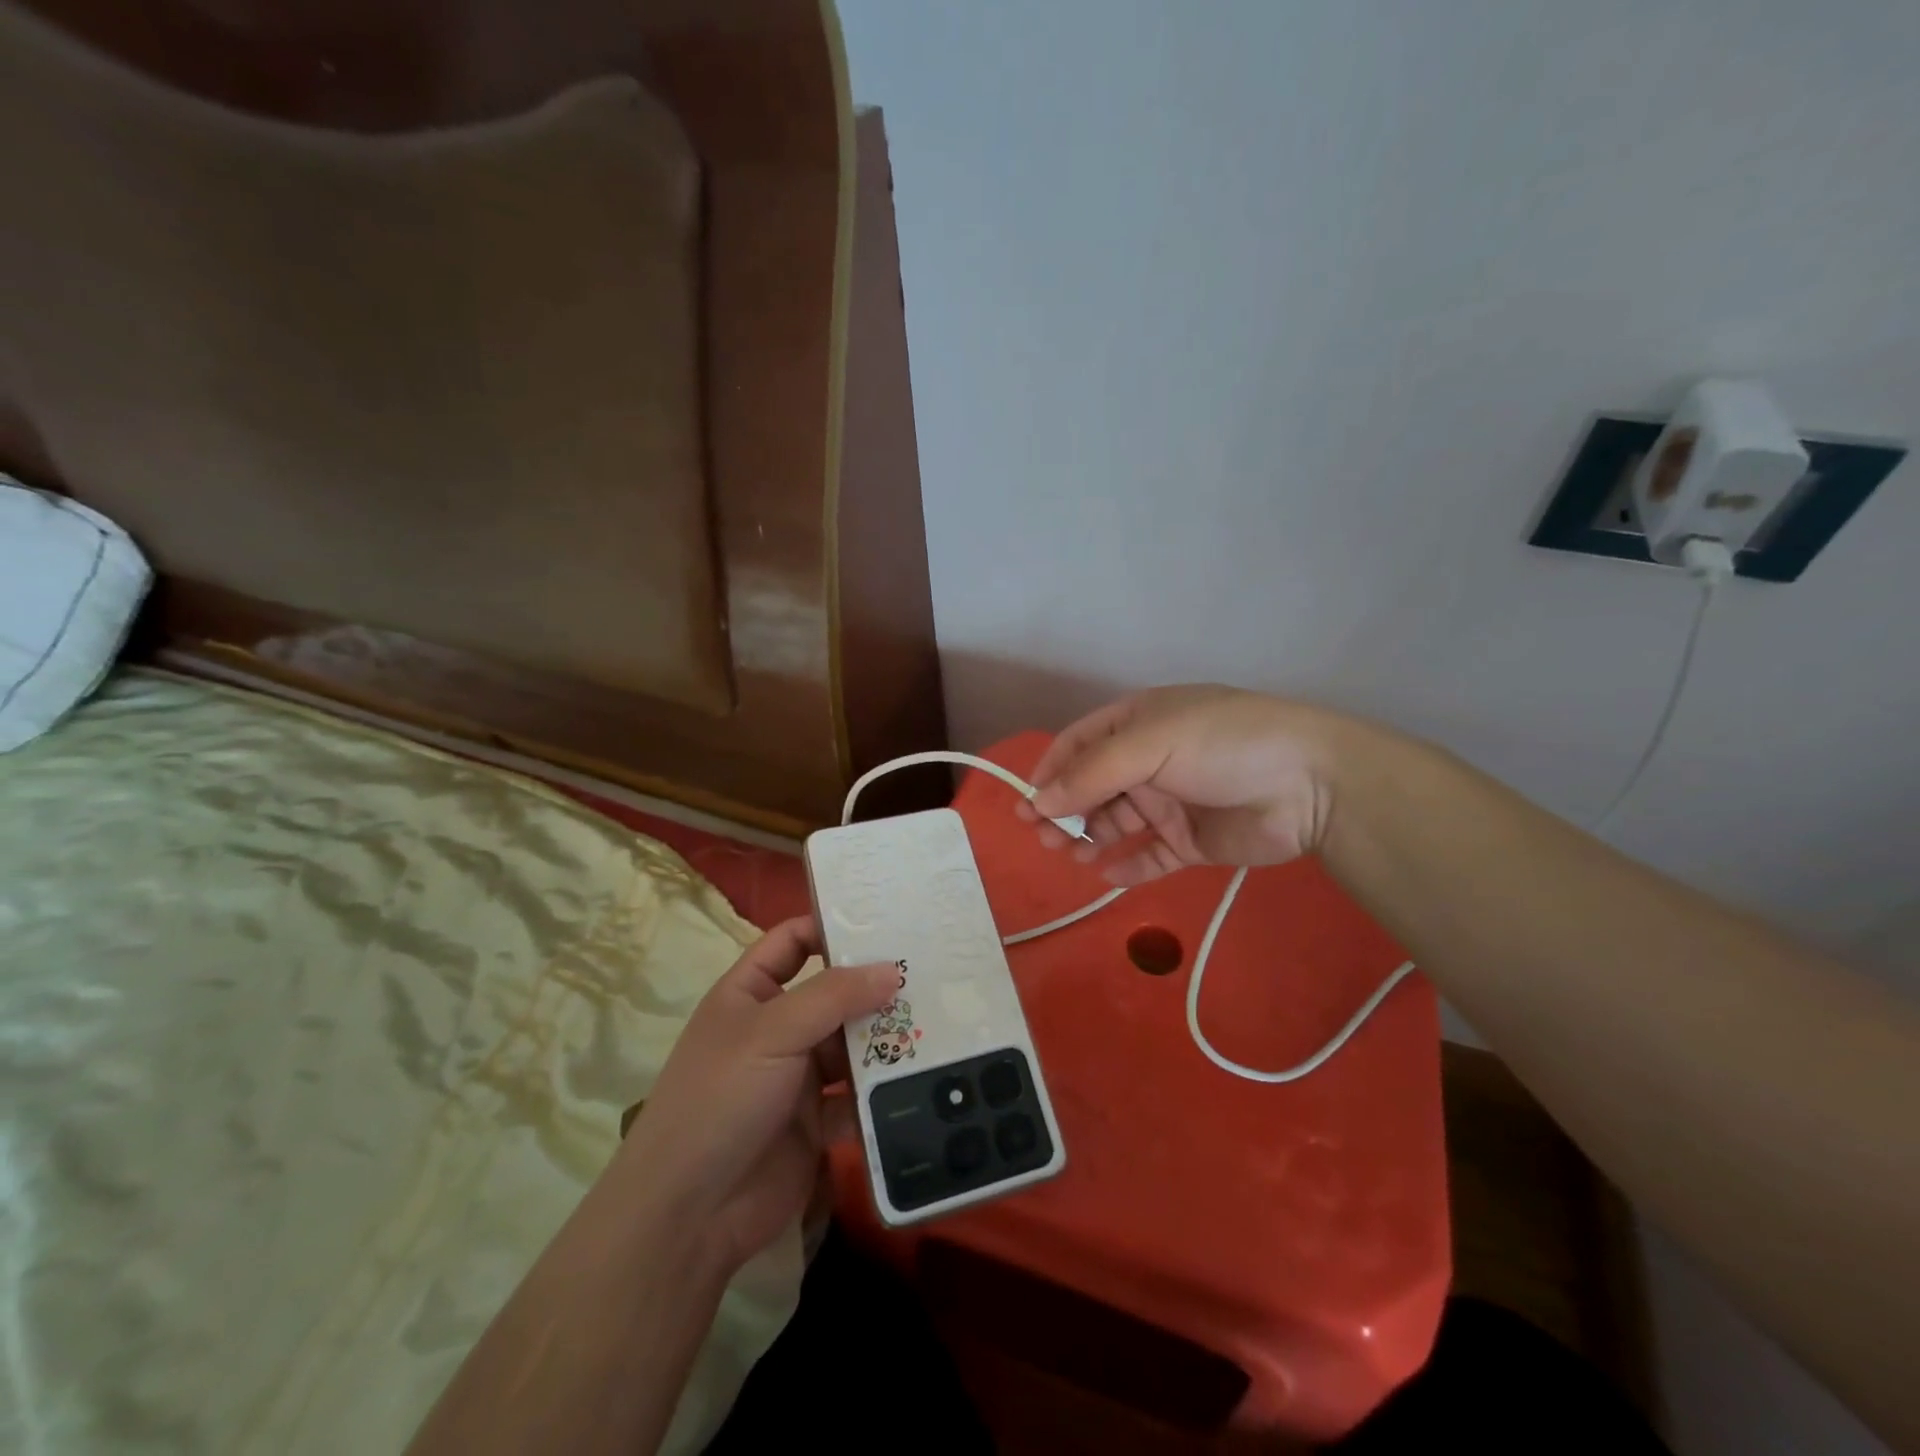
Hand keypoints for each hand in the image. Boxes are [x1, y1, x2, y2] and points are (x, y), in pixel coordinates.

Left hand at [619, 918, 898, 1273]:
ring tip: (942, 1022)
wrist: (688, 1216)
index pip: (792, 942)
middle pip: (833, 994)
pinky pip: (858, 1097)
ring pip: (851, 1046)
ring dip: (886, 1039)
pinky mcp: (817, 1123)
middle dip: (875, 986)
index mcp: (749, 994)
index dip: (831, 928)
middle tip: (932, 973)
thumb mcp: (772, 1032)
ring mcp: (797, 1077)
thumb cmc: (721, 1099)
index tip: (885, 923)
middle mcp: (776, 1029)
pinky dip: (885, 1091)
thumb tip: (892, 969)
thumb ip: (834, 996)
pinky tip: (926, 1079)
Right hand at [1023, 685, 1347, 883]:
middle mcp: (1150, 760)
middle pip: (1093, 787)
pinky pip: (1150, 855)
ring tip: (1068, 854)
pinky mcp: (1192, 840)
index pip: (1080, 744)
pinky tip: (1106, 875)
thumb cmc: (1222, 744)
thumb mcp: (1149, 744)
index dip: (1051, 771)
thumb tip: (1039, 803)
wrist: (1311, 784)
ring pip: (1116, 822)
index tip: (1028, 803)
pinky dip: (1127, 866)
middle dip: (1065, 810)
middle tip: (1043, 838)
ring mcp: (1172, 801)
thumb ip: (1091, 775)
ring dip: (1089, 837)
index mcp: (1139, 723)